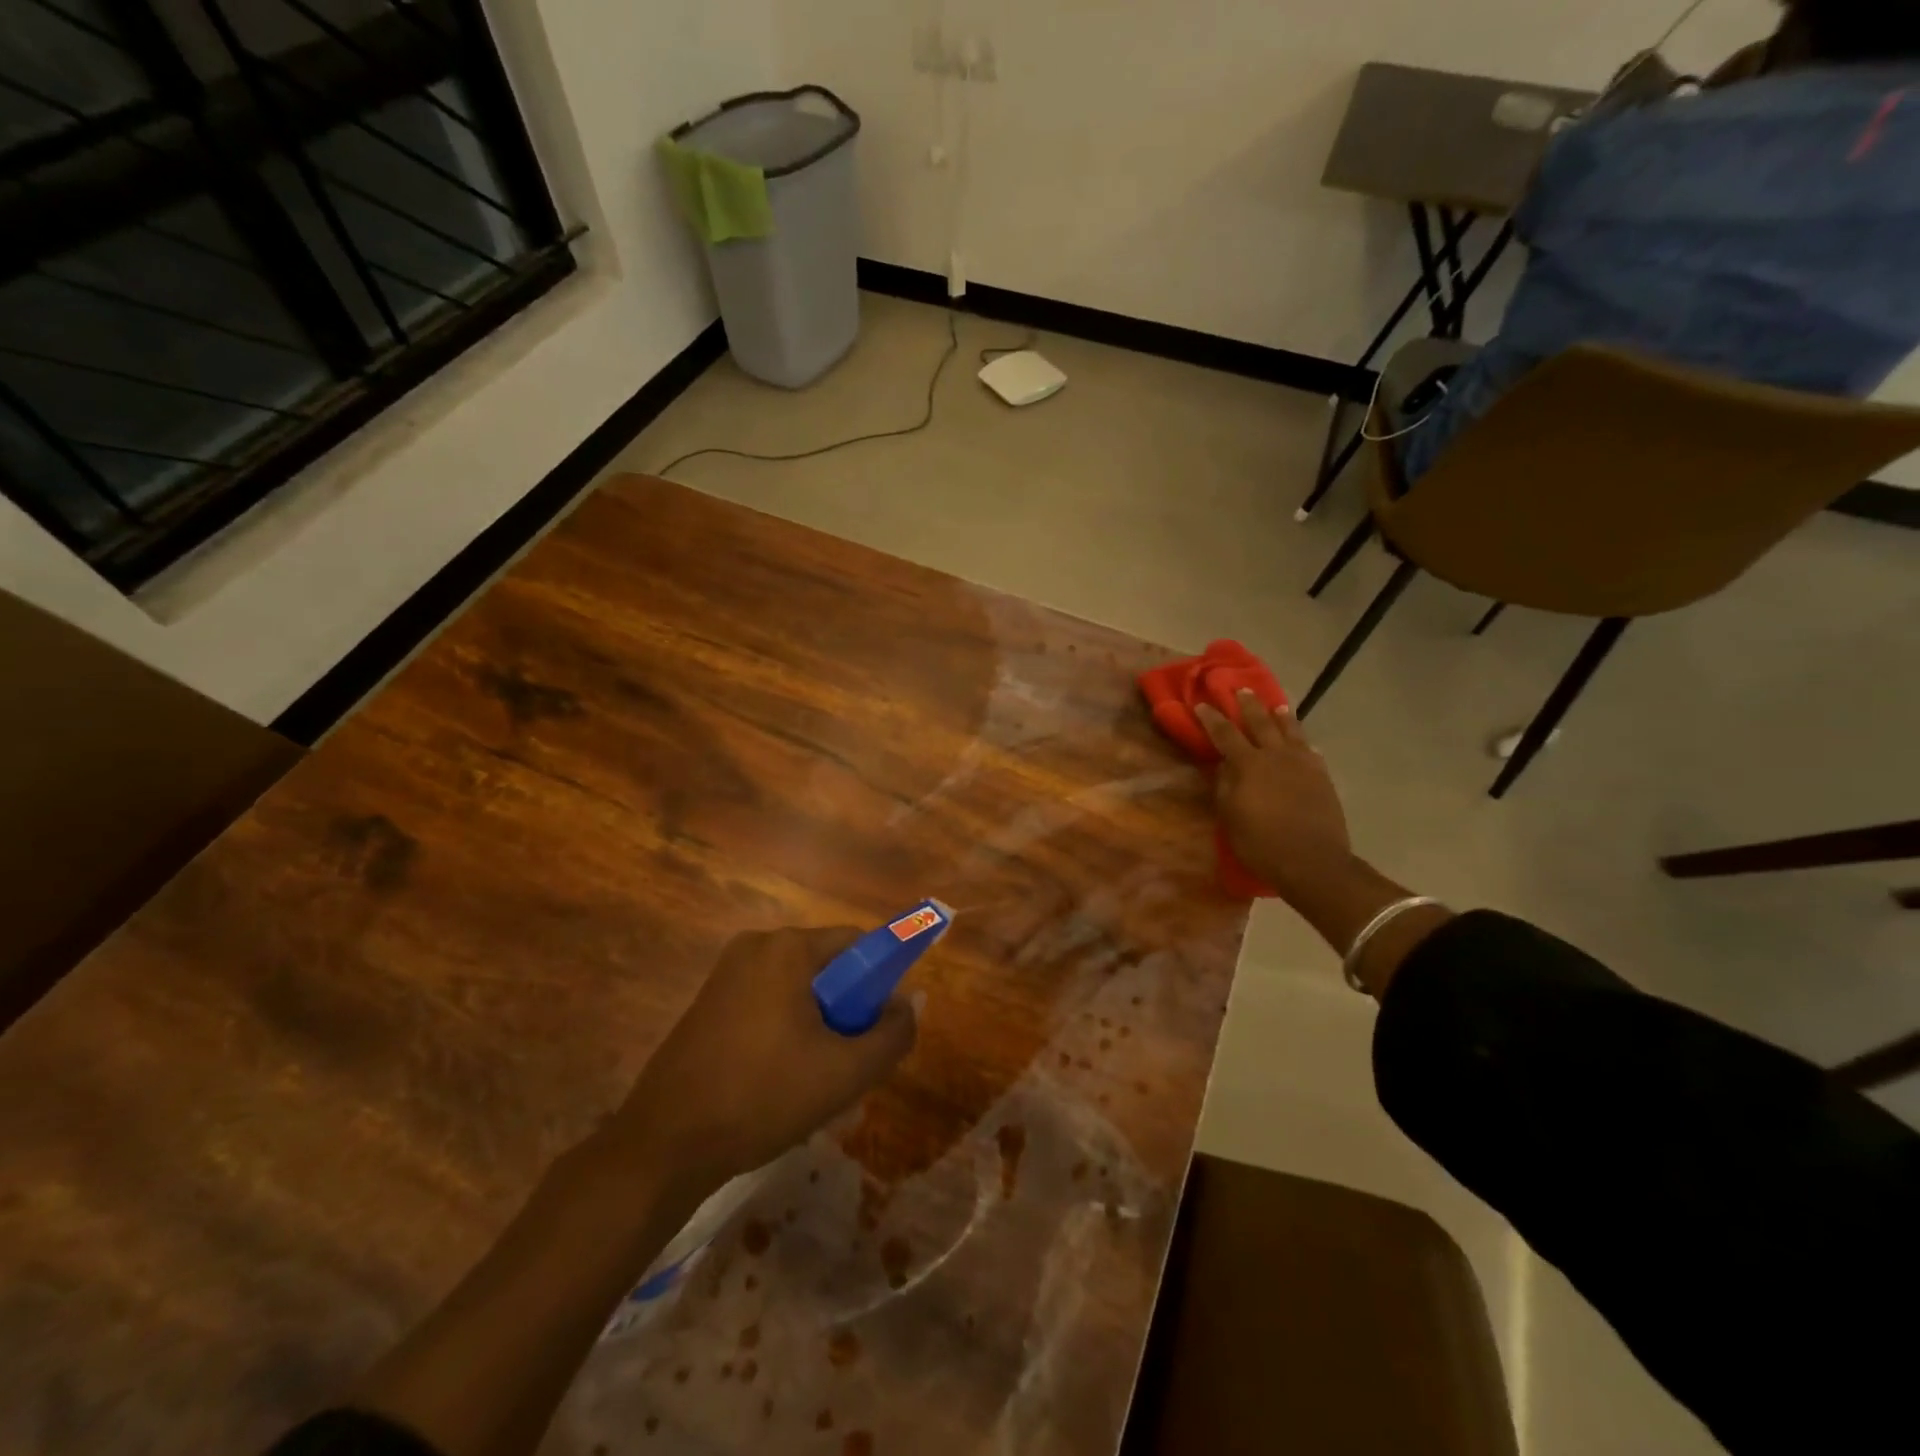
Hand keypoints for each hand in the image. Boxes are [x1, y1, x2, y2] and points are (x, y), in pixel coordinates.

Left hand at [610, 927, 916, 1193]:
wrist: (664, 1146)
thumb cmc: (762, 1097)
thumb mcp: (845, 1073)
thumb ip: (893, 1034)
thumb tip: (910, 1003)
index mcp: (787, 948)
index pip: (858, 944)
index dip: (880, 983)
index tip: (878, 1030)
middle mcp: (755, 947)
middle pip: (827, 968)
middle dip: (846, 1013)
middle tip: (848, 1066)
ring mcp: (725, 974)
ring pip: (797, 992)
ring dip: (817, 1030)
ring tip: (814, 1085)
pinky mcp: (708, 1003)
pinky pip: (767, 1005)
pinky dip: (785, 1034)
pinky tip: (780, 1084)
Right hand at [1195, 690, 1353, 904]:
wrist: (1313, 861)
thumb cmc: (1262, 843)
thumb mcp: (1231, 817)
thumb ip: (1225, 786)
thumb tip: (1224, 766)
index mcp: (1249, 765)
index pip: (1225, 734)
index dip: (1212, 718)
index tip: (1201, 703)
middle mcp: (1276, 756)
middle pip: (1261, 723)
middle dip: (1249, 705)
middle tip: (1242, 689)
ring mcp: (1303, 764)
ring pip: (1291, 731)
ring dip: (1281, 717)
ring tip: (1277, 706)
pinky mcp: (1322, 777)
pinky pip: (1311, 751)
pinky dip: (1303, 743)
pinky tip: (1304, 744)